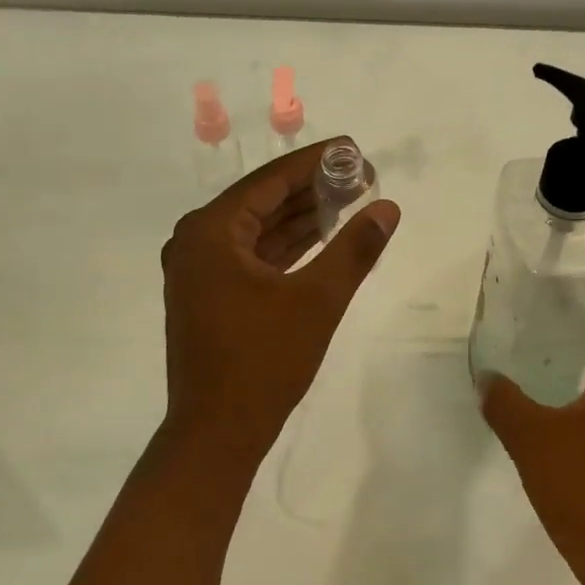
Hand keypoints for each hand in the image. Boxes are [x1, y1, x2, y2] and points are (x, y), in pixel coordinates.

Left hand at [161, 139, 399, 466]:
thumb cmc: (263, 362)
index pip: (270, 181)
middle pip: (263, 200)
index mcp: (211, 232)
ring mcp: (201, 270)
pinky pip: (254, 254)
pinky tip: (324, 236)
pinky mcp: (211, 294)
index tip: (355, 150)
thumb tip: (387, 208)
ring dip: (302, 215)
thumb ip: (354, 249)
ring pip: (260, 228)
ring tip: (351, 199)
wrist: (217, 434)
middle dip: (312, 188)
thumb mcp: (318, 301)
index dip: (316, 162)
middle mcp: (197, 241)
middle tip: (361, 176)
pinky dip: (288, 245)